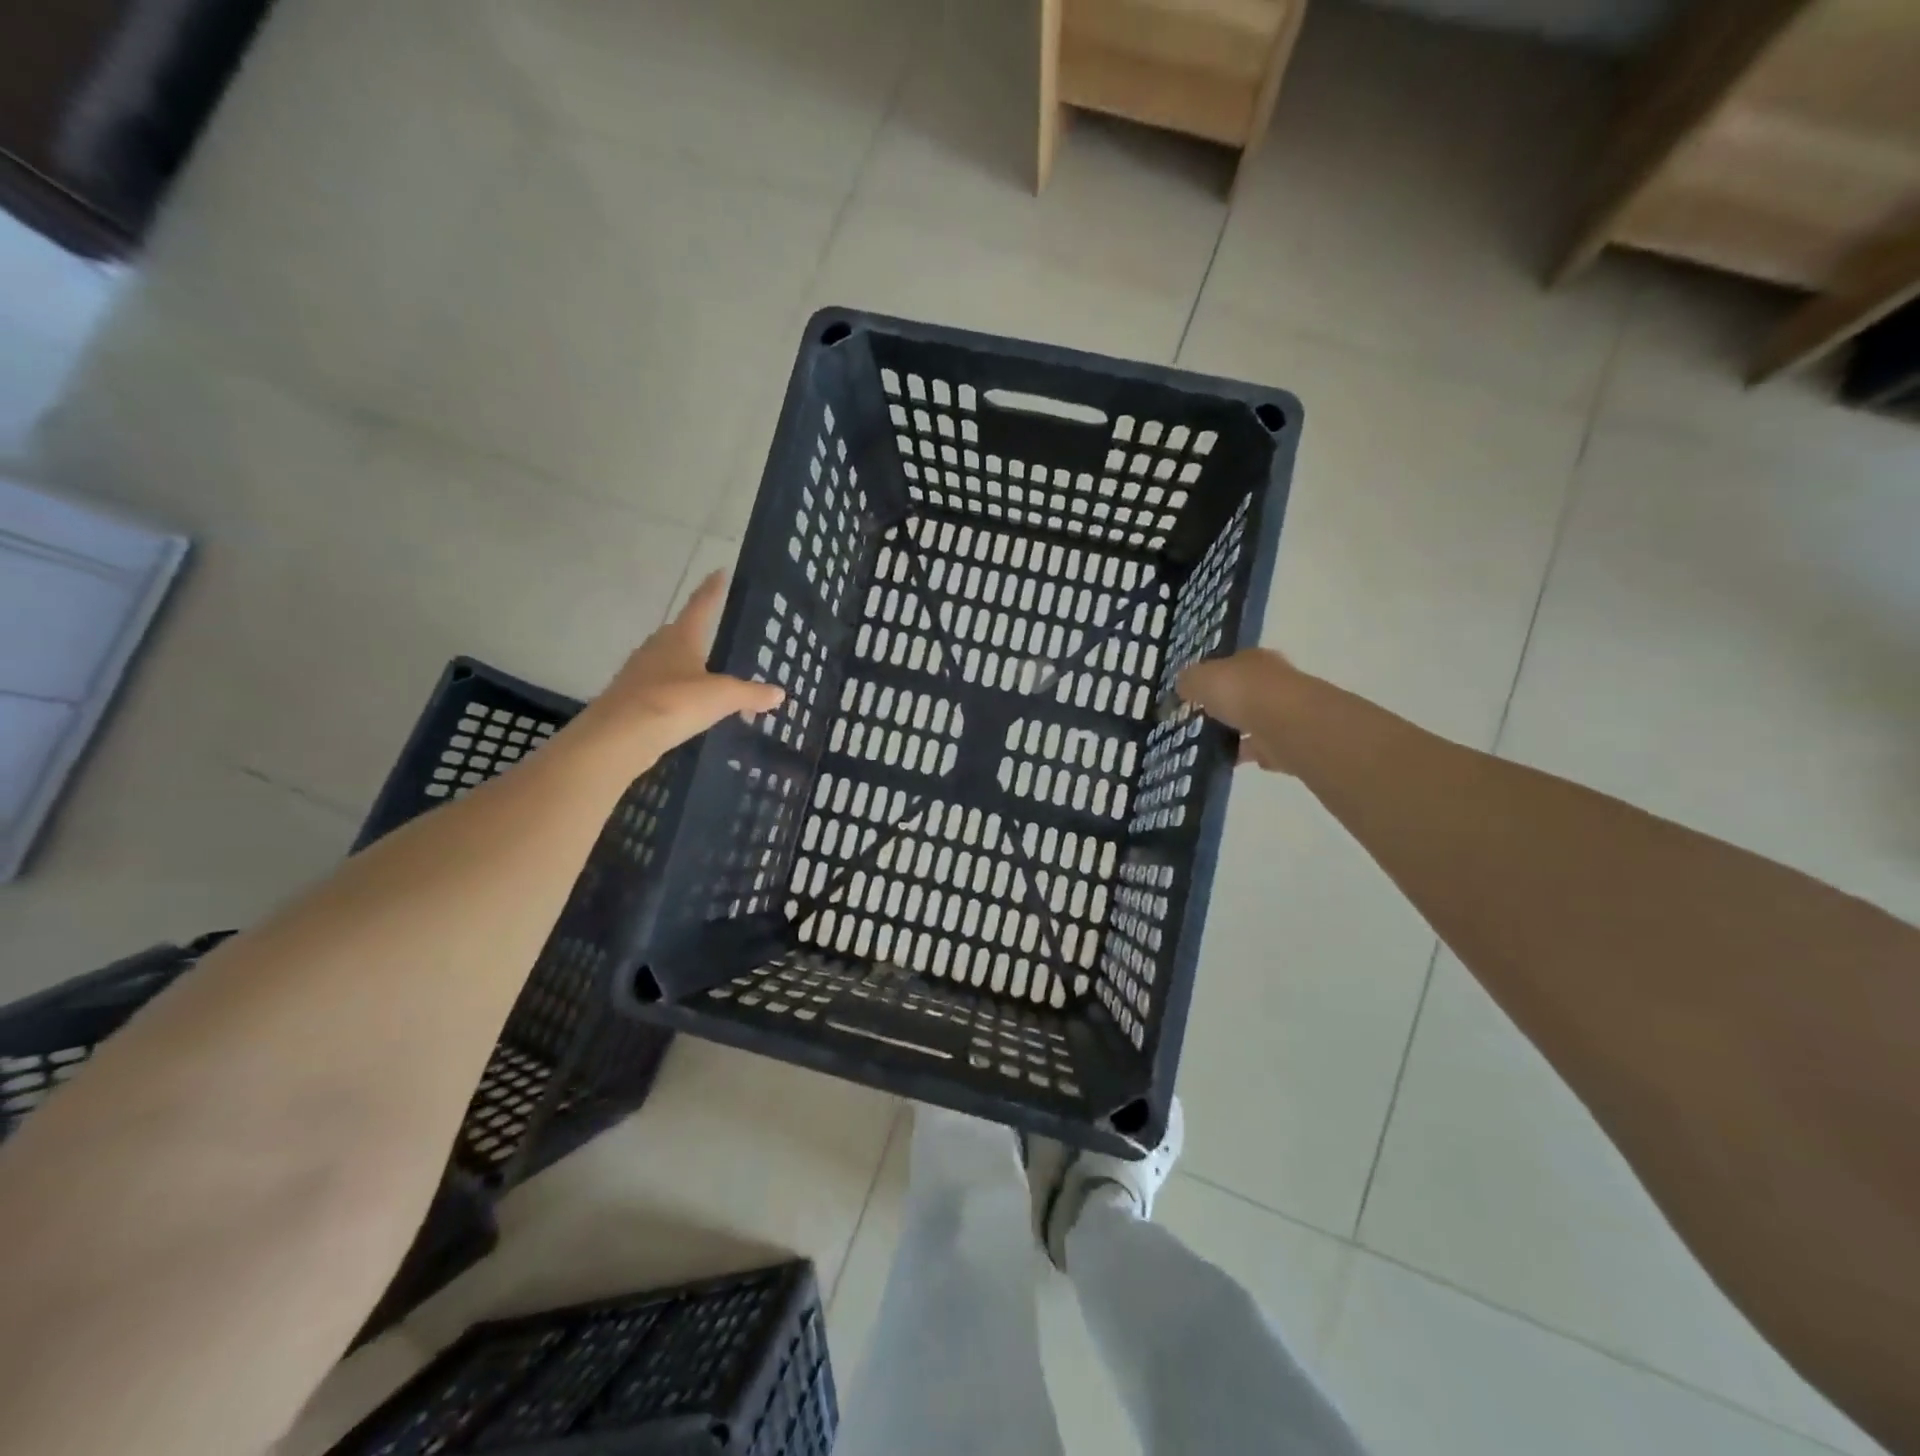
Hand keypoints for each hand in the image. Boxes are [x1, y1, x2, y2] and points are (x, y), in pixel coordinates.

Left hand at [569, 571, 783, 765]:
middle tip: (719, 634)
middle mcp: (657, 647)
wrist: (618, 737)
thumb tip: (779, 692)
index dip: (713, 589)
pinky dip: (678, 693)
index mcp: (681, 637)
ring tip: (709, 674)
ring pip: (669, 661)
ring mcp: (640, 673)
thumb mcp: (722, 697)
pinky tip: (689, 705)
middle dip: (699, 632)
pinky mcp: (632, 699)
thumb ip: (751, 693)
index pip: (701, 605)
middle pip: (681, 633)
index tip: (720, 571)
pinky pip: (662, 688)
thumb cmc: (674, 703)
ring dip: (687, 665)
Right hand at [1177, 648, 1303, 773]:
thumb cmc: (1242, 692)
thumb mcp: (1201, 679)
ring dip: (1237, 732)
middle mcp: (1273, 681)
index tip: (1194, 695)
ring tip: (1209, 744)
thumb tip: (1183, 686)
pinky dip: (1248, 753)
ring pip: (1254, 721)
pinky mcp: (1289, 741)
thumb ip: (1189, 682)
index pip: (1230, 664)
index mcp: (1254, 660)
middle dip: (1226, 705)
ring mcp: (1285, 712)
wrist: (1285, 725)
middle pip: (1244, 693)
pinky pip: (1263, 747)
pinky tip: (1230, 760)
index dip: (1211, 678)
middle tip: (1200, 720)